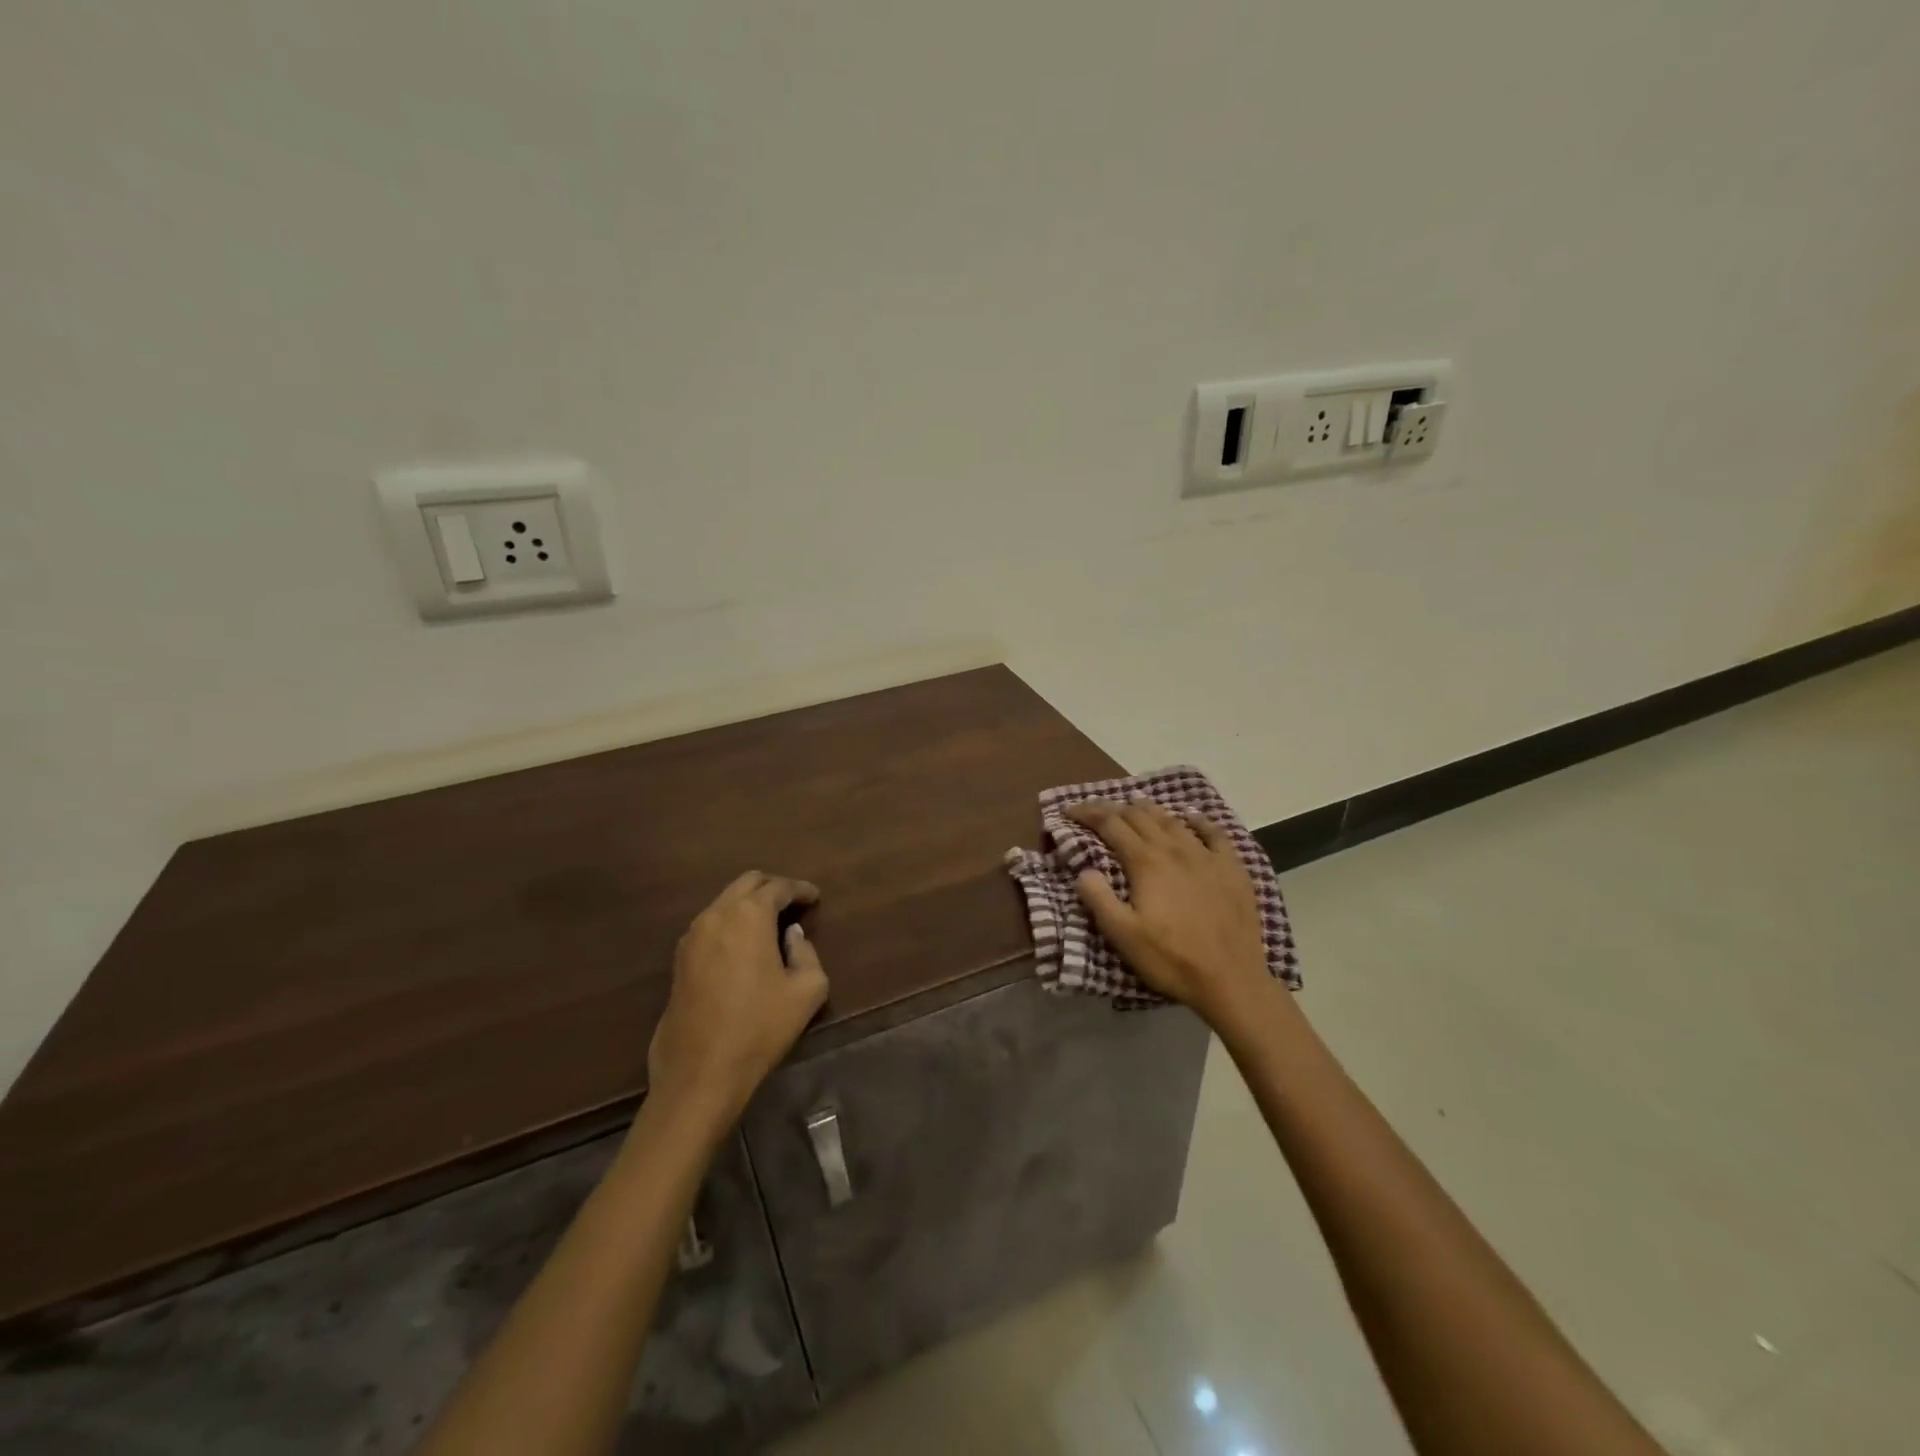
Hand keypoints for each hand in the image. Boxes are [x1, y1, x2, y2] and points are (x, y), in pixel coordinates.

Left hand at [645, 871, 829, 1129]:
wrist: (700, 1074)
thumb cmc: (760, 1028)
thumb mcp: (807, 990)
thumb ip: (807, 952)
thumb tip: (792, 936)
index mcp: (749, 915)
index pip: (779, 887)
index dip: (801, 890)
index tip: (816, 897)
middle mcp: (716, 915)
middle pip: (748, 883)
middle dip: (773, 888)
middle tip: (795, 903)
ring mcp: (692, 936)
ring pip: (725, 902)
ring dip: (750, 904)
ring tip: (772, 924)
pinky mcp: (680, 960)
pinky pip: (711, 924)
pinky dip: (732, 922)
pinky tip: (746, 944)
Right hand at [1067, 797, 1278, 1029]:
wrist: (1231, 979)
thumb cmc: (1171, 959)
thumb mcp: (1122, 935)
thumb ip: (1098, 898)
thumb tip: (1084, 870)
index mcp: (1145, 862)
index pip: (1110, 824)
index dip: (1087, 813)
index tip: (1068, 811)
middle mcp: (1174, 849)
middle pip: (1140, 816)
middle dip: (1114, 808)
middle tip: (1096, 809)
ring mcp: (1206, 856)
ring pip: (1173, 820)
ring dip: (1150, 809)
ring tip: (1135, 804)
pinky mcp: (1232, 868)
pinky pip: (1215, 833)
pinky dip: (1199, 820)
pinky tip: (1192, 816)